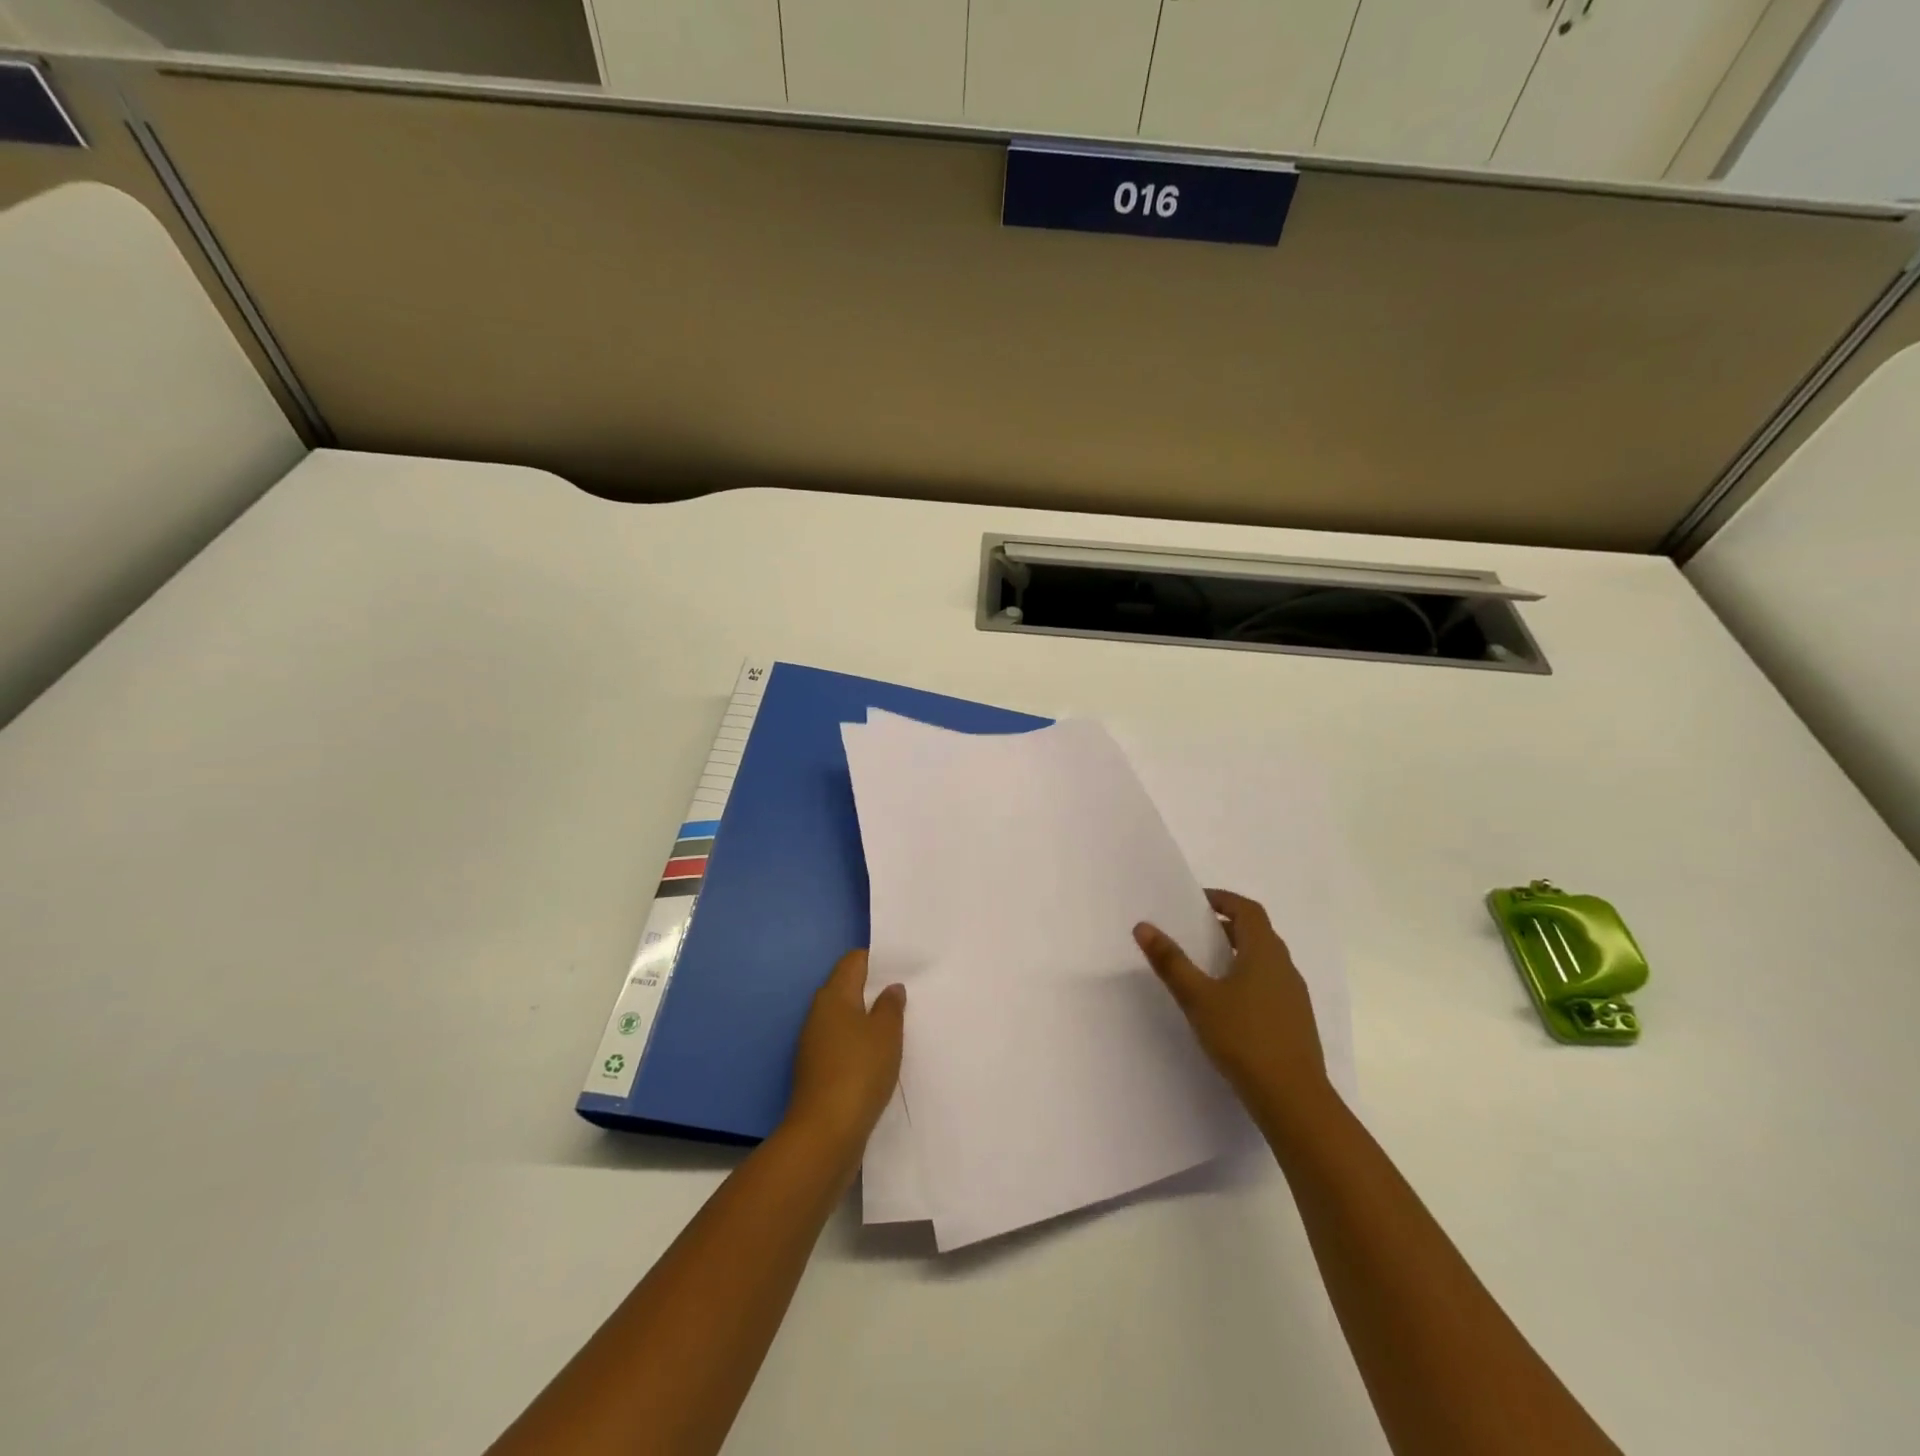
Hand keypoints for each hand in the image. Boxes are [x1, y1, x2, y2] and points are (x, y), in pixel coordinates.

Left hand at [785, 950, 905, 1159]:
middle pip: (848, 989)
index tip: (904, 966)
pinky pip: (843, 1045)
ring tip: (900, 1025)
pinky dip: (861, 1045)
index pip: (854, 961)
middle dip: (875, 990)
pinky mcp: (818, 1071)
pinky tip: (882, 1057)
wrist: (825, 1134)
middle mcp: (819, 1014)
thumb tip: (890, 988)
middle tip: (908, 994)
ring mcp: (815, 1044)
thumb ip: (890, 1005)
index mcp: (833, 996)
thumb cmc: (859, 1071)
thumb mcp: (886, 1033)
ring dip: (869, 1020)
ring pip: (846, 1019)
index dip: (878, 959)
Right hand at [1134, 889, 1332, 1128]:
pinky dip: (1247, 978)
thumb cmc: (1243, 1038)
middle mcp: (1284, 967)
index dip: (1223, 899)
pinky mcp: (1295, 1021)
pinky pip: (1270, 984)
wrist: (1293, 1098)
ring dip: (1237, 952)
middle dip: (1227, 925)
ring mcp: (1294, 995)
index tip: (1197, 901)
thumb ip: (1170, 962)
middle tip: (1194, 930)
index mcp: (1264, 952)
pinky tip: (1228, 1003)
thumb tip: (1143, 926)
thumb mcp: (1198, 998)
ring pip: (1265, 960)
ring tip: (1206, 965)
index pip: (1247, 910)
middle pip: (1257, 933)